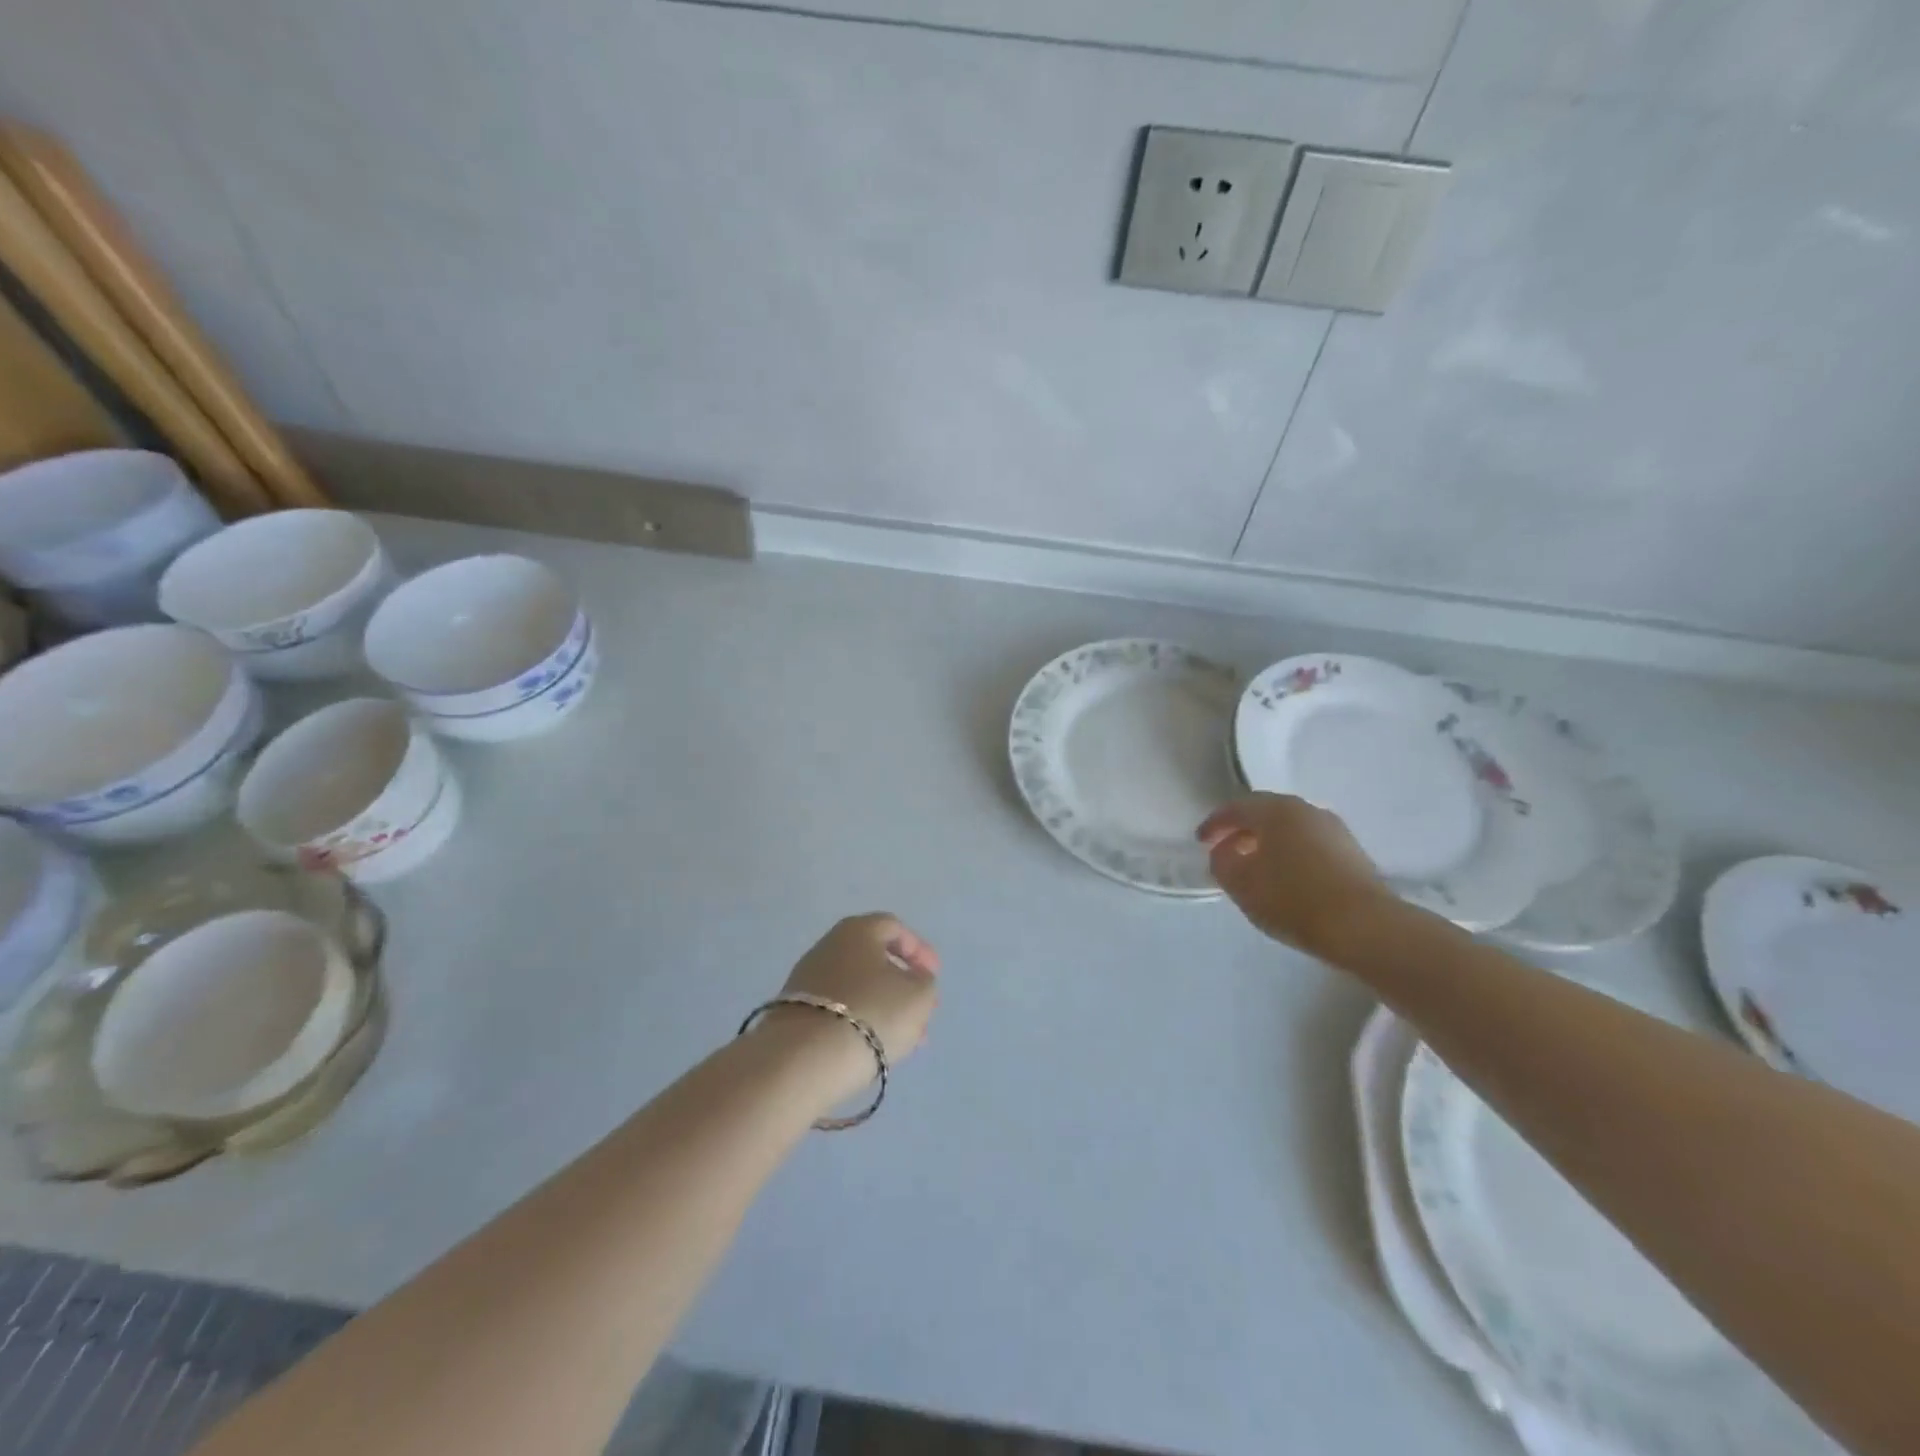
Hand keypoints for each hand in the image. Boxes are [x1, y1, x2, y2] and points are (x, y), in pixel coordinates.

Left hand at [757, 914, 940, 1098]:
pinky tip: (874, 1047)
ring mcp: (807, 979)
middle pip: (874, 959)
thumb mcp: (919, 996)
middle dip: (902, 985)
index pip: (894, 928)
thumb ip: (924, 982)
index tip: (934, 976)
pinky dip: (860, 1022)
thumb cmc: (871, 1013)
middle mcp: (829, 946)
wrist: (803, 1059)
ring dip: (884, 1007)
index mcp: (858, 930)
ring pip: (857, 988)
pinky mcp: (795, 1012)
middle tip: (922, 1010)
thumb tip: (913, 980)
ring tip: (904, 1039)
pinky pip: (838, 1010)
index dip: (919, 950)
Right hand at [1198, 793, 1392, 955]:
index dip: (1214, 824)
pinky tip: (1286, 879)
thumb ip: (1222, 861)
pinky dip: (1291, 854)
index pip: (1236, 808)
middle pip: (1266, 813)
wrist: (1365, 927)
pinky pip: (1310, 845)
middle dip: (1242, 830)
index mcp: (1276, 810)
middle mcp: (1307, 810)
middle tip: (1225, 851)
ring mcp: (1334, 830)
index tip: (1200, 842)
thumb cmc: (1293, 899)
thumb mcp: (1241, 884)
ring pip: (1290, 829)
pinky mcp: (1352, 853)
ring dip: (1268, 843)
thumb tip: (1224, 850)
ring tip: (1255, 868)